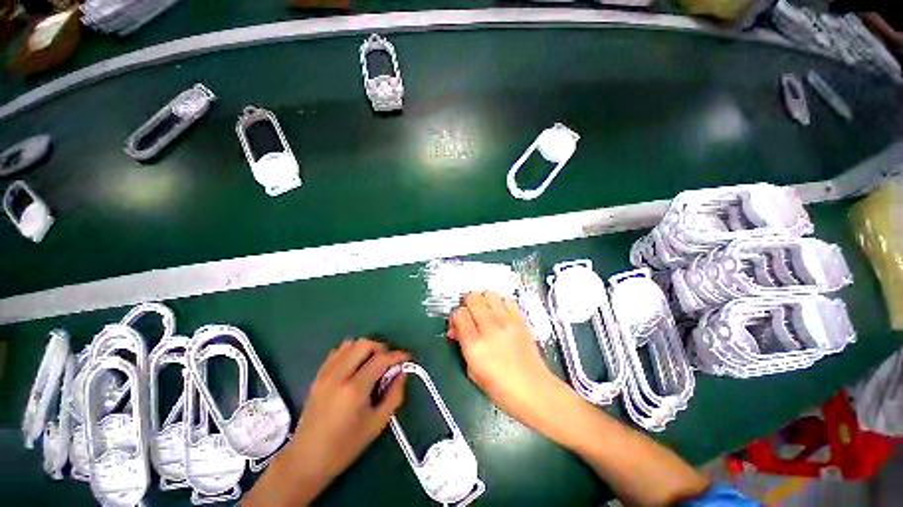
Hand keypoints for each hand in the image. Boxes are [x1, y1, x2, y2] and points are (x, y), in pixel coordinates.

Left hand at [244, 339, 408, 506]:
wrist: (306, 459)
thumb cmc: (345, 446)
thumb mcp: (377, 424)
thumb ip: (394, 394)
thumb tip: (402, 372)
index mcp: (355, 389)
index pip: (381, 359)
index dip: (398, 355)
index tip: (408, 358)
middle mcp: (339, 375)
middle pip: (365, 344)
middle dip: (381, 348)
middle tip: (388, 362)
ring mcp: (325, 373)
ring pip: (350, 343)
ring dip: (365, 348)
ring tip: (371, 363)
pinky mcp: (318, 375)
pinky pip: (337, 351)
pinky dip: (350, 352)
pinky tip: (355, 366)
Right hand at [448, 292, 570, 430]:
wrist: (535, 391)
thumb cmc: (501, 389)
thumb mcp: (473, 372)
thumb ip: (462, 346)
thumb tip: (456, 329)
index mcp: (475, 345)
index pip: (459, 314)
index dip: (455, 317)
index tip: (457, 325)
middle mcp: (490, 328)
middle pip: (473, 298)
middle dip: (467, 304)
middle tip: (470, 315)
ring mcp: (507, 322)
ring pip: (489, 293)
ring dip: (483, 300)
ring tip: (485, 312)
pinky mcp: (521, 319)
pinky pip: (507, 299)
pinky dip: (500, 302)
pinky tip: (501, 314)